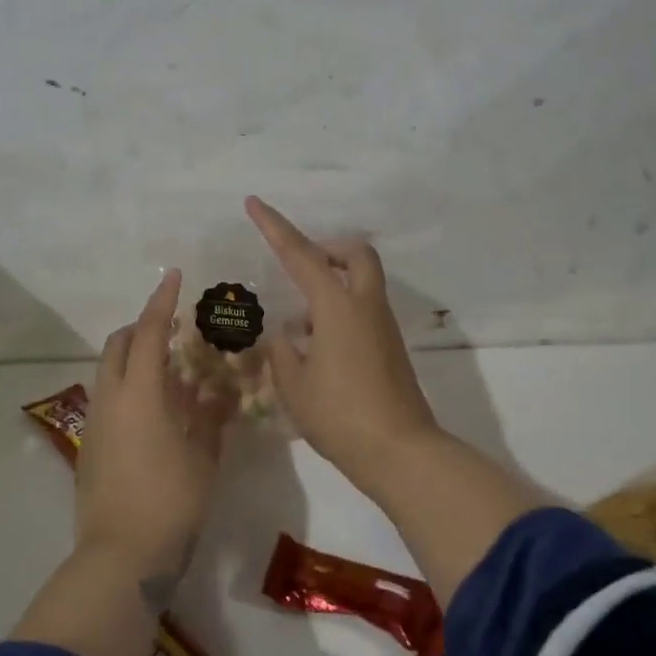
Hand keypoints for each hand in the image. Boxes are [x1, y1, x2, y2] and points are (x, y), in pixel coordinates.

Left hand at [78, 269, 228, 610]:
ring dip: (135, 360)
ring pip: (110, 373)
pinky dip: (130, 389)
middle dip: (141, 328)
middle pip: (118, 346)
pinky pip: (109, 400)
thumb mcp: (204, 456)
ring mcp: (95, 424)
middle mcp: (110, 399)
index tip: (173, 277)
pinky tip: (159, 412)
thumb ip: (210, 416)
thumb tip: (218, 389)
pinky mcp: (90, 448)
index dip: (161, 302)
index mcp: (140, 393)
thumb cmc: (172, 501)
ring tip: (172, 372)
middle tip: (173, 330)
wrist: (121, 557)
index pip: (148, 332)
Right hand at [246, 196, 439, 491]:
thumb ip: (283, 352)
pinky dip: (340, 312)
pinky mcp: (390, 348)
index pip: (300, 255)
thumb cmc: (340, 415)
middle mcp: (365, 306)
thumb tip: (287, 337)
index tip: (255, 203)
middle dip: (328, 248)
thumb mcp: (294, 385)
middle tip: (300, 266)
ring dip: (331, 285)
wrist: (400, 451)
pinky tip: (316, 349)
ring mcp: (383, 326)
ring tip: (297, 325)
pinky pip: (364, 310)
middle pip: (355, 253)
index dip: (275, 227)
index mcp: (337, 307)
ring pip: (361, 282)